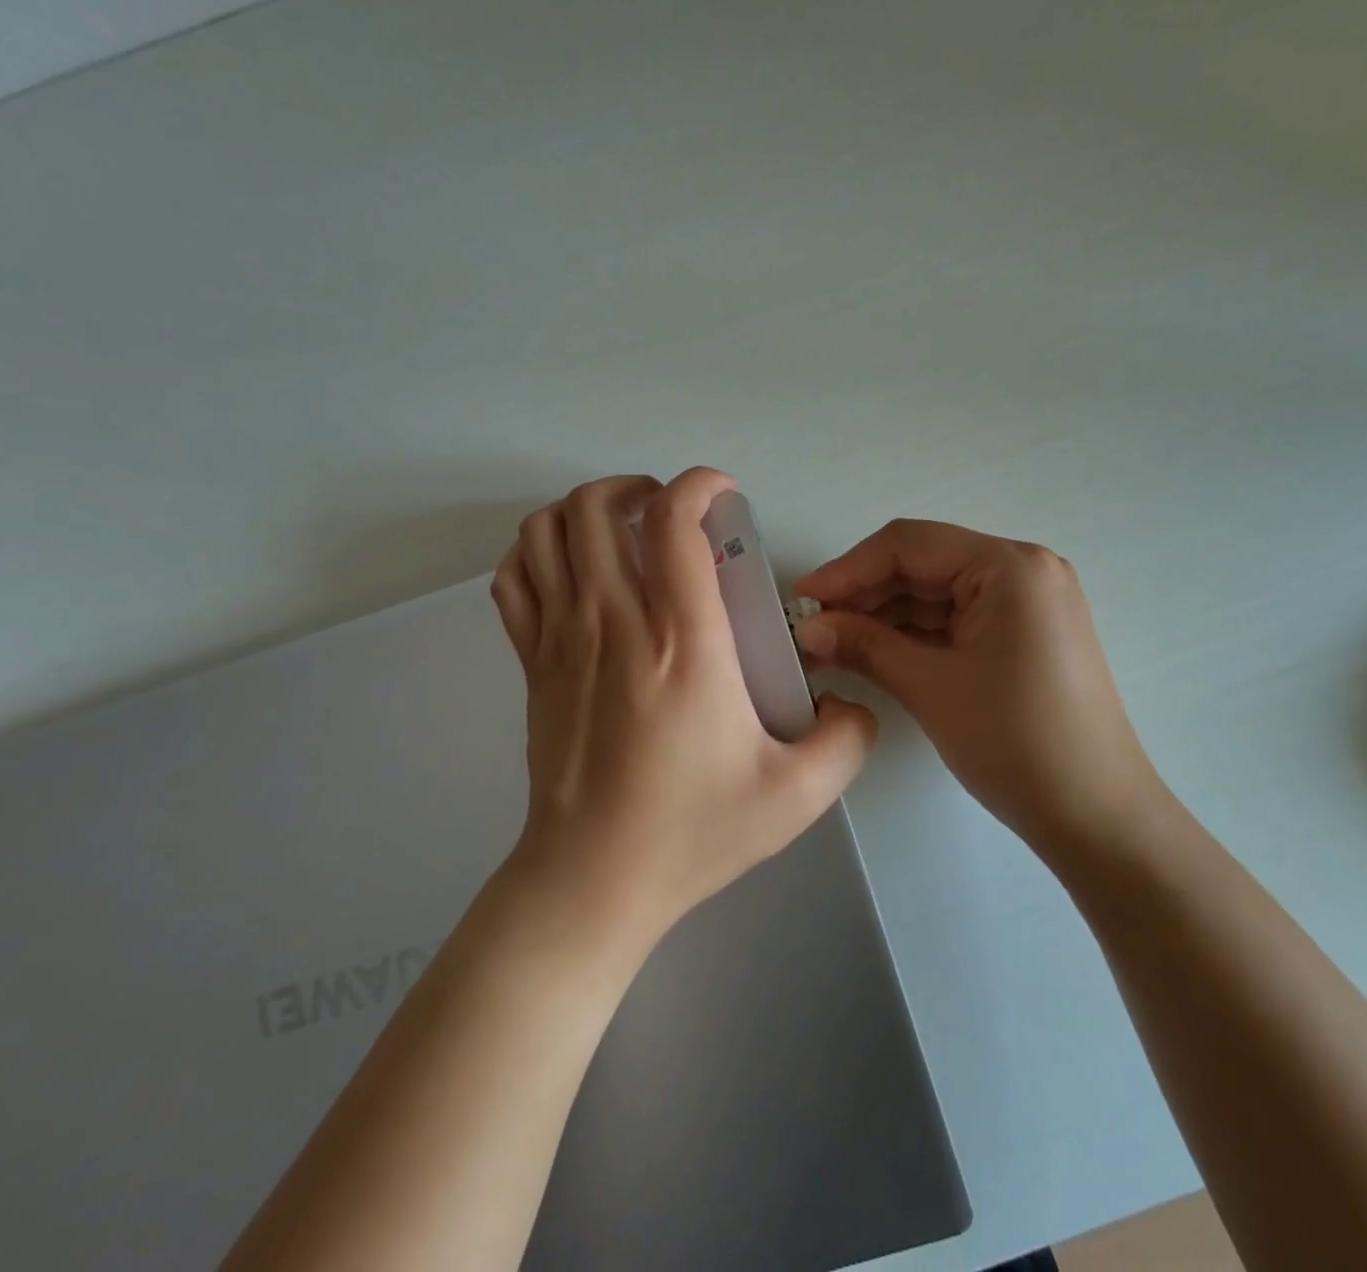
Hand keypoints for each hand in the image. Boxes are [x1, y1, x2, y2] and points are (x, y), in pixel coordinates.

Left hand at [490, 468, 877, 944]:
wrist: (594, 882)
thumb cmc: (693, 832)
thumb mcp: (799, 795)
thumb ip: (848, 739)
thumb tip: (852, 702)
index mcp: (682, 641)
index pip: (674, 520)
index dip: (700, 484)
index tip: (725, 494)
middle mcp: (613, 622)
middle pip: (597, 505)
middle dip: (638, 487)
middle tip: (673, 516)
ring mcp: (561, 640)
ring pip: (546, 530)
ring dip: (585, 509)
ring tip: (624, 531)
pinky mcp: (532, 664)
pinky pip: (514, 578)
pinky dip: (537, 552)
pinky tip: (573, 569)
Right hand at [792, 520, 1153, 852]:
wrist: (1097, 817)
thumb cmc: (1016, 743)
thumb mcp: (931, 687)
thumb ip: (865, 645)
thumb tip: (808, 626)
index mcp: (1010, 566)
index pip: (910, 545)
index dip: (848, 568)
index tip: (801, 598)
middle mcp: (1023, 570)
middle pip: (924, 565)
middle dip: (864, 595)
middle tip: (812, 627)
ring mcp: (1027, 603)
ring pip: (938, 594)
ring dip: (885, 617)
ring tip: (831, 646)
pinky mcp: (1024, 635)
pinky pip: (958, 620)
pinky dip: (915, 635)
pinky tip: (872, 654)